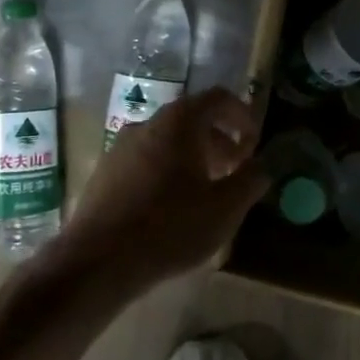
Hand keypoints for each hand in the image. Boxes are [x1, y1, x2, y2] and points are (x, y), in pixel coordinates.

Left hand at [61, 87, 265, 292]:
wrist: (98, 261)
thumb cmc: (171, 227)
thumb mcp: (225, 208)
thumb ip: (250, 180)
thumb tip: (262, 166)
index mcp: (179, 122)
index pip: (218, 98)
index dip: (242, 115)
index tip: (254, 143)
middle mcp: (148, 123)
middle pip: (192, 118)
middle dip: (219, 140)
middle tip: (235, 170)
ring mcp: (121, 146)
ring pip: (167, 140)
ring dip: (193, 157)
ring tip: (206, 191)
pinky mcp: (105, 172)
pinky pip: (146, 159)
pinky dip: (167, 170)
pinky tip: (172, 207)